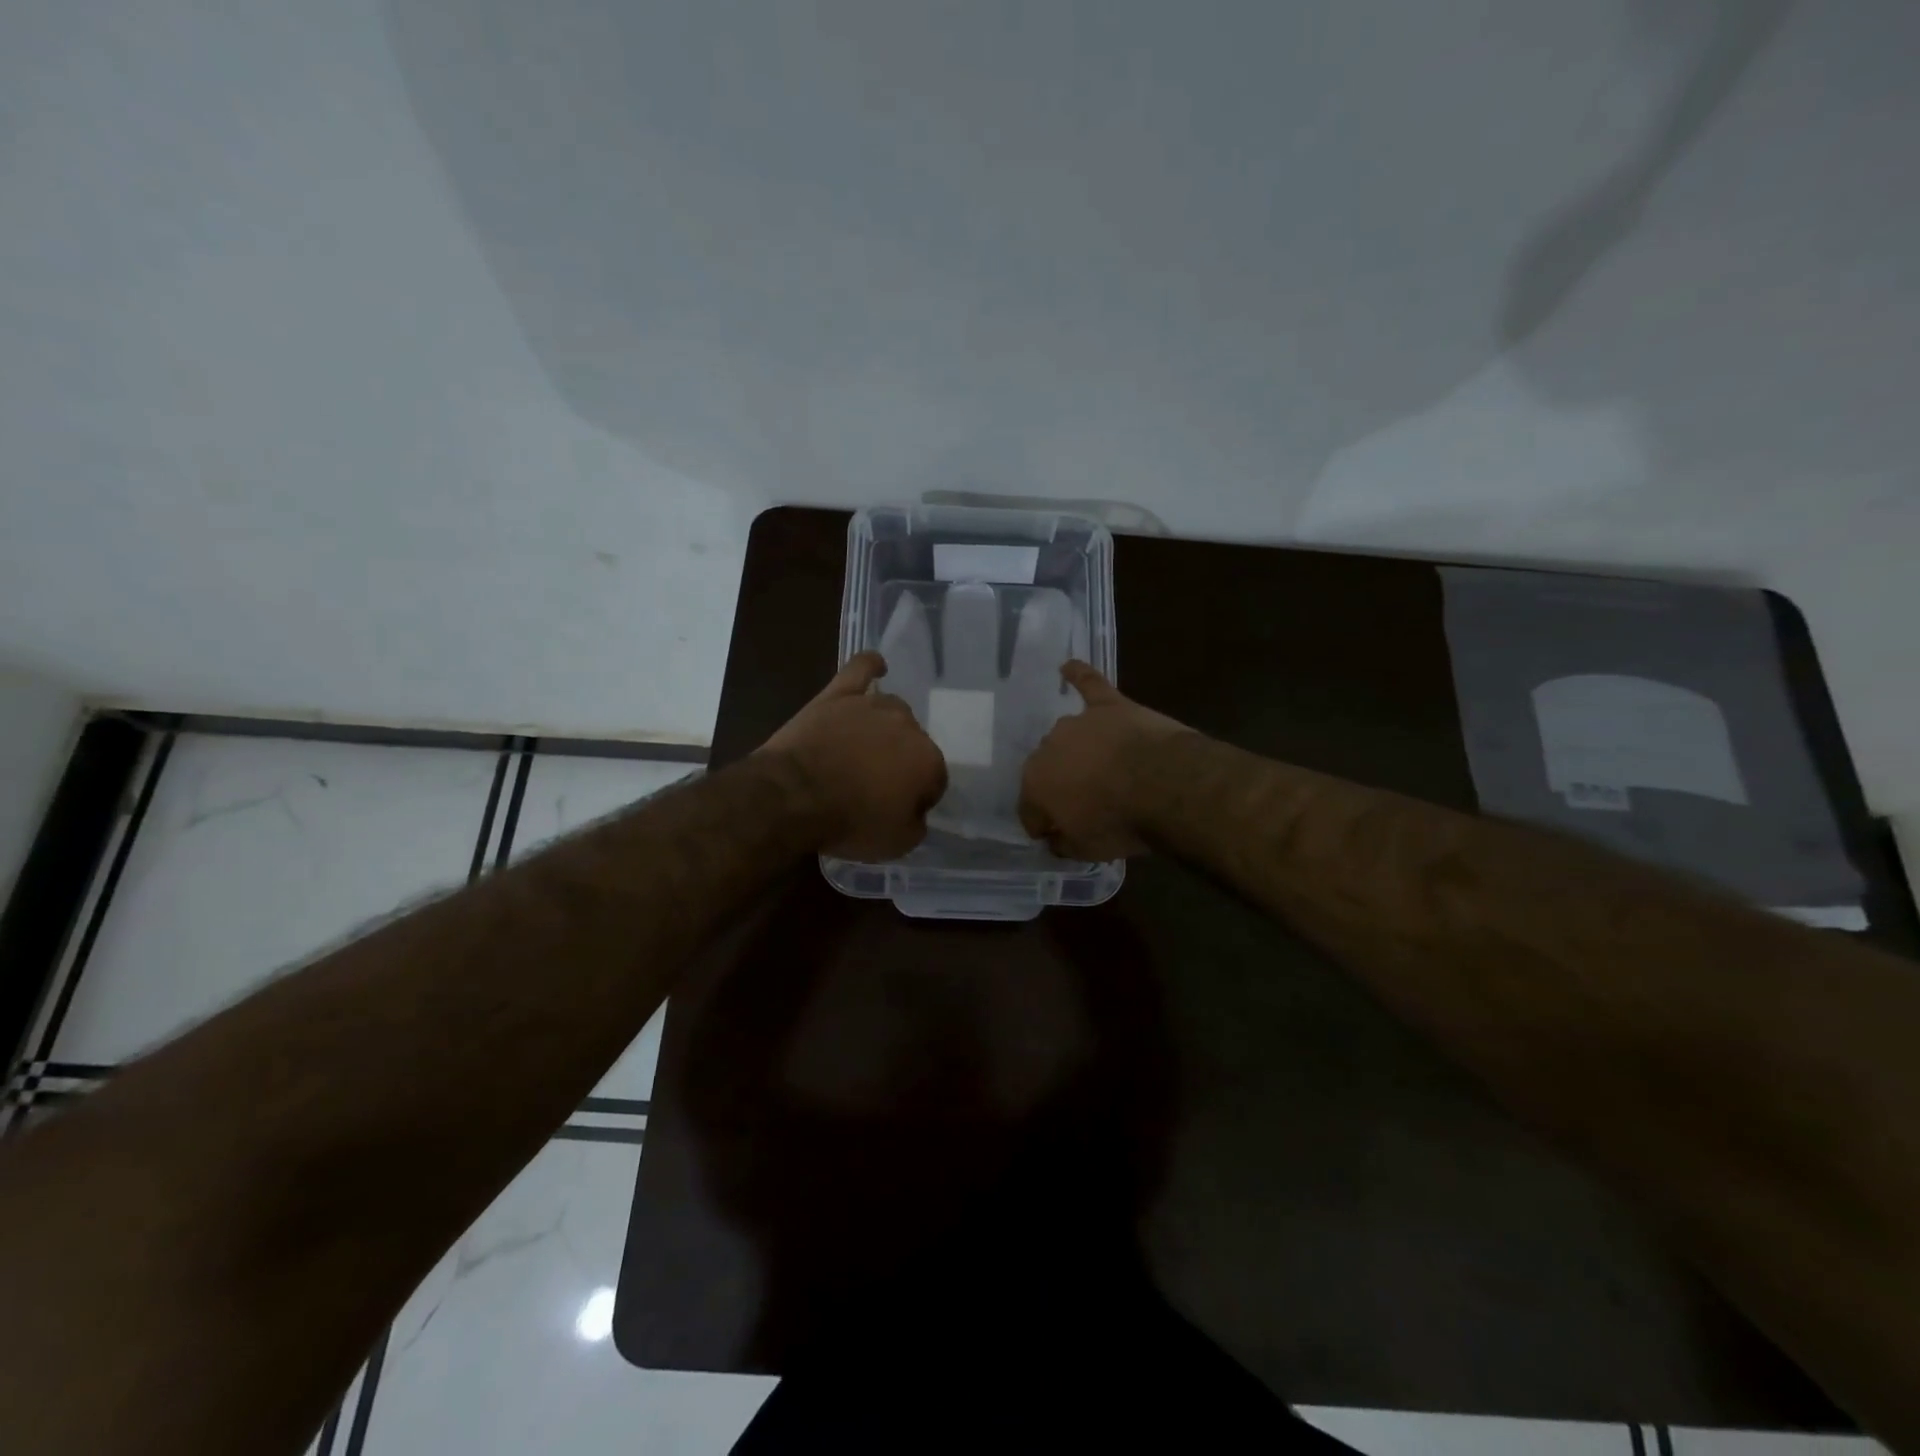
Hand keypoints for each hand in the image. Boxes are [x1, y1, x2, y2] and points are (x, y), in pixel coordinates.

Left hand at [759, 651, 947, 860]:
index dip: (918, 797)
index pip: (935, 779)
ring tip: (867, 747)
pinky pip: (860, 670)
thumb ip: (917, 824)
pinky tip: (877, 666)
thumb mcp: (897, 843)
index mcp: (928, 761)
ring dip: (886, 727)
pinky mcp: (838, 695)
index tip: (900, 810)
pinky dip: (870, 666)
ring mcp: (872, 706)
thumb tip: (917, 812)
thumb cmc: (849, 822)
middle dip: (902, 762)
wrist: (794, 796)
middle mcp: (908, 726)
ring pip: (892, 710)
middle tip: (877, 785)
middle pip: (914, 742)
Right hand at [1018, 661, 1190, 859]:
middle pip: (1048, 769)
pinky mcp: (1109, 705)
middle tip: (1087, 802)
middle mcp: (1047, 748)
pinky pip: (1089, 684)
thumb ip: (1063, 843)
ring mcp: (1078, 723)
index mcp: (1035, 785)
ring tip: (1098, 766)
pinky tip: (1068, 667)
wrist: (1163, 785)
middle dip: (1061, 784)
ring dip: (1076, 751)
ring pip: (1068, 737)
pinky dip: (1079, 675)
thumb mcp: (1086, 850)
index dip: (1044, 824)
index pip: (1030, 809)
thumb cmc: (1119, 822)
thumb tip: (1054, 838)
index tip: (1059, 834)